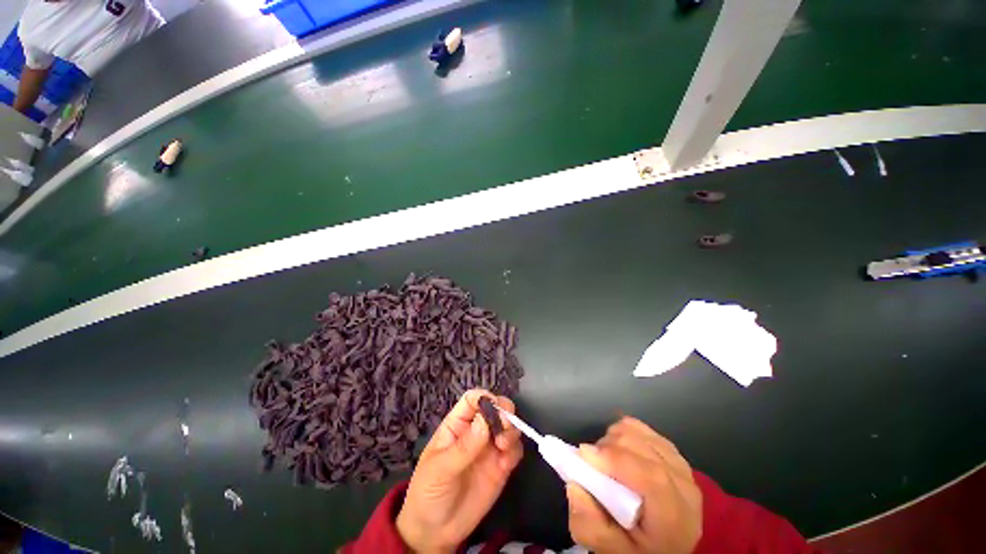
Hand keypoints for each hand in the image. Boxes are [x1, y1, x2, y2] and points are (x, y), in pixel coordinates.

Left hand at [396, 390, 522, 552]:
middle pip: (495, 408)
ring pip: (508, 427)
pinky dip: (515, 452)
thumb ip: (464, 447)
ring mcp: (489, 448)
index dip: (484, 398)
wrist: (435, 532)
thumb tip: (484, 421)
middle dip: (504, 411)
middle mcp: (476, 431)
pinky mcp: (501, 467)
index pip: (472, 400)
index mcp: (457, 424)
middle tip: (505, 425)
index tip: (494, 406)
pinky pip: (514, 451)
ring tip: (504, 447)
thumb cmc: (428, 492)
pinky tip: (506, 464)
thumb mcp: (440, 469)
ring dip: (512, 431)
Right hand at [566, 417, 701, 553]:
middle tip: (591, 465)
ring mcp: (681, 465)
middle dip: (606, 447)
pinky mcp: (672, 452)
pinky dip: (622, 432)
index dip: (615, 459)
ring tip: (605, 461)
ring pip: (637, 432)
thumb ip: (589, 525)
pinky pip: (640, 427)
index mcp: (675, 519)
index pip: (652, 478)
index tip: (584, 454)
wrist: (666, 547)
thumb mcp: (610, 551)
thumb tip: (574, 485)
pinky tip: (619, 452)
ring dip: (612, 439)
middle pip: (640, 447)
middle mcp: (684, 487)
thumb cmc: (637, 549)